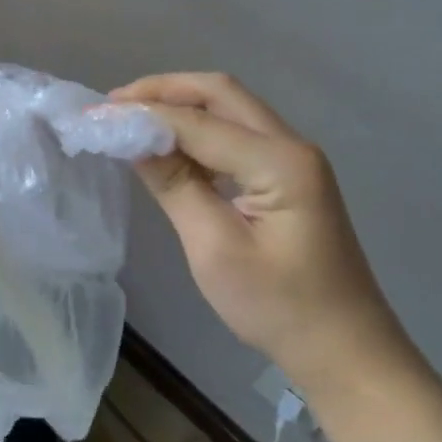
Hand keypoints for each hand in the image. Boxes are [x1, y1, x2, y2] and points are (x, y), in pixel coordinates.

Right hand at [111, 73, 413, 399]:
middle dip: (162, 91)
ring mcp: (293, 158)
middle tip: (113, 104)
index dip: (143, 114)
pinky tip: (168, 147)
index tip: (96, 115)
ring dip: (180, 106)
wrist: (346, 351)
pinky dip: (197, 129)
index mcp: (279, 162)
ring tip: (131, 119)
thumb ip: (175, 186)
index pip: (197, 121)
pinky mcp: (287, 175)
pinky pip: (236, 134)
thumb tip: (133, 140)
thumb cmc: (280, 307)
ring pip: (229, 108)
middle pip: (219, 93)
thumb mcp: (215, 249)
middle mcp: (290, 145)